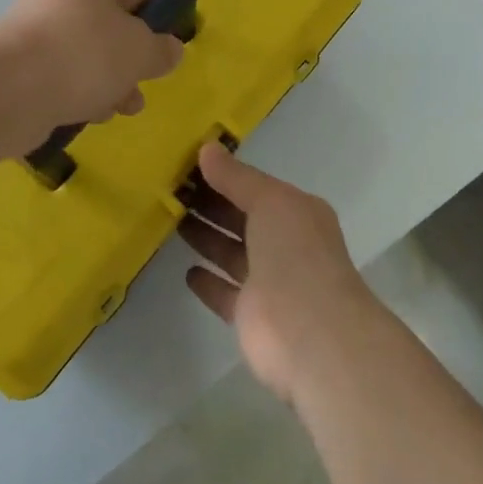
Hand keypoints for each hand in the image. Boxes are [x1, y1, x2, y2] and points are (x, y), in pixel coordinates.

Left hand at [0, 0, 184, 149]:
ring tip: (118, 109)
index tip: (157, 53)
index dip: (149, 24)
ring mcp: (31, 22)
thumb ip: (162, 50)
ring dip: (106, 80)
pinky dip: (75, 89)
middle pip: (106, 23)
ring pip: (83, 51)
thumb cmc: (87, 53)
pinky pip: (57, 70)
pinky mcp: (15, 58)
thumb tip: (171, 50)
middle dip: (126, 60)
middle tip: (139, 86)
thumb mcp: (141, 51)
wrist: (12, 89)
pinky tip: (87, 114)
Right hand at [178, 144, 379, 401]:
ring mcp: (269, 282)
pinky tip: (187, 270)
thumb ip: (237, 178)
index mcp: (297, 213)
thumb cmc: (294, 255)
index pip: (256, 189)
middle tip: (171, 191)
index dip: (225, 177)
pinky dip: (208, 282)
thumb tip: (207, 149)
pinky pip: (225, 292)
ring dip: (207, 238)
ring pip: (232, 253)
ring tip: (172, 219)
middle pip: (242, 219)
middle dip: (212, 205)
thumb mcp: (269, 201)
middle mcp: (286, 245)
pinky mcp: (251, 316)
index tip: (188, 167)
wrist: (311, 335)